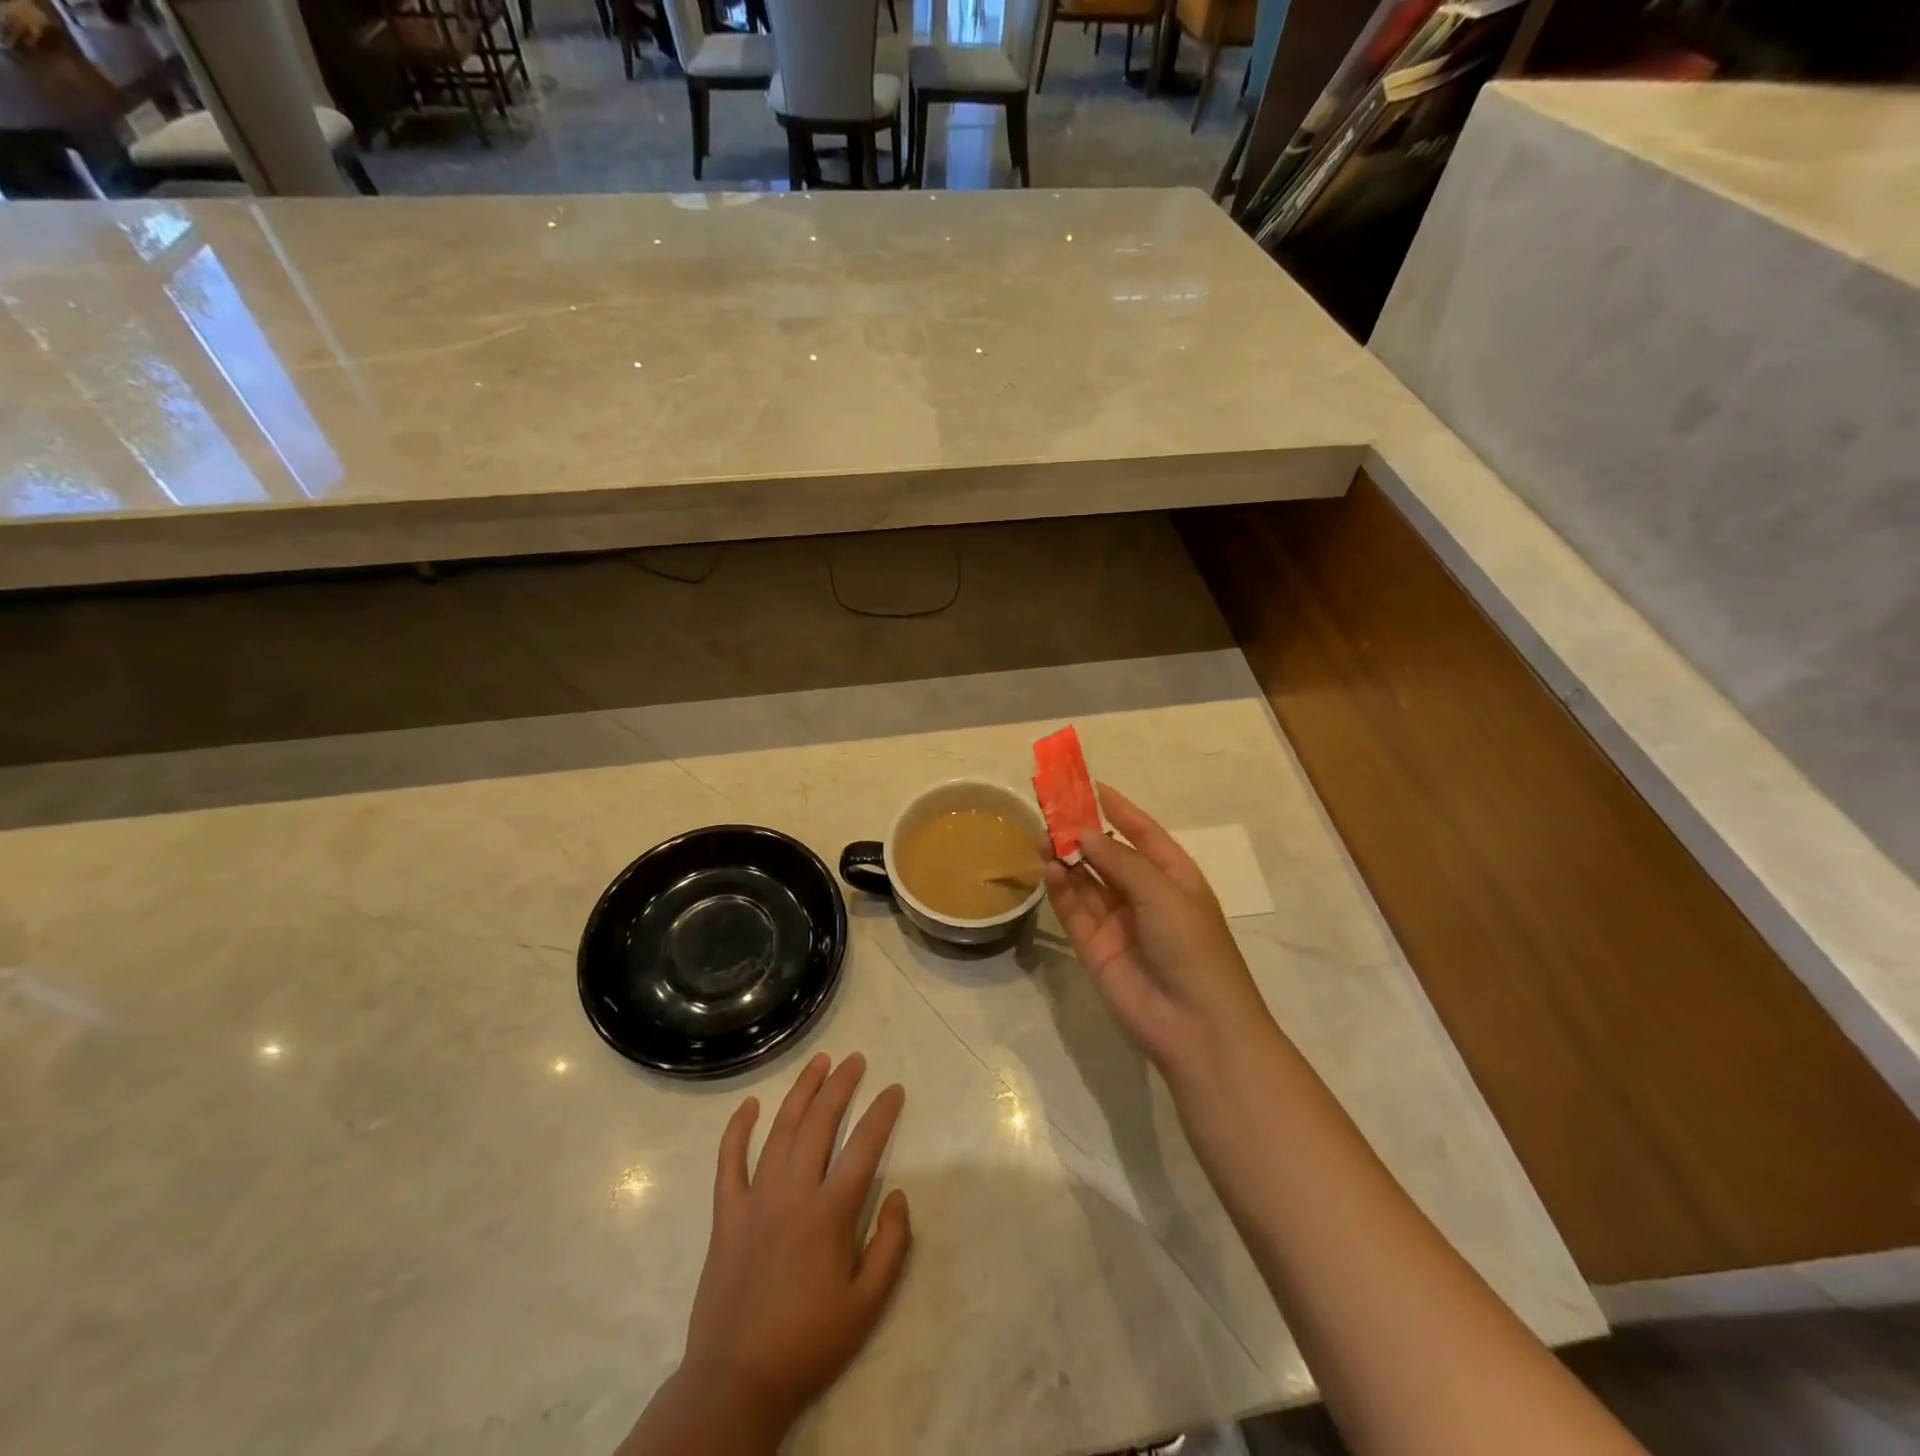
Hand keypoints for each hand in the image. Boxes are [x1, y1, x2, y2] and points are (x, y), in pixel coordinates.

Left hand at [676, 1053, 911, 1438]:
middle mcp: (793, 1193)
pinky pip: (729, 1161)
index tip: (894, 1090)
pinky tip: (749, 1105)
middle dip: (840, 1085)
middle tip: (856, 1060)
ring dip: (802, 1092)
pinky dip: (738, 1129)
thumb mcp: (867, 1306)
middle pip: (820, 1123)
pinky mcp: (725, 1214)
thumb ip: (891, 1246)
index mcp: (829, 1214)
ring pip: (780, 1130)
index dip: (882, 1113)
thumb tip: (898, 1195)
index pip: (863, 1146)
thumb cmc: (808, 1343)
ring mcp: (755, 1199)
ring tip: (818, 1062)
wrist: (737, 1380)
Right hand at [1044, 784, 1277, 1081]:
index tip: (1090, 785)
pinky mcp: (1095, 948)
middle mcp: (1145, 895)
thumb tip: (1083, 833)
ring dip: (1066, 858)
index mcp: (1174, 877)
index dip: (1118, 808)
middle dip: (1082, 832)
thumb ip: (1120, 860)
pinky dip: (1061, 889)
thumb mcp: (1163, 893)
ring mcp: (1119, 922)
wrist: (1196, 1026)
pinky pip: (1075, 911)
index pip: (1143, 833)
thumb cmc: (1193, 948)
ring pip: (1087, 881)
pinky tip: (1049, 868)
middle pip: (1108, 855)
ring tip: (1041, 836)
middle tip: (1049, 809)